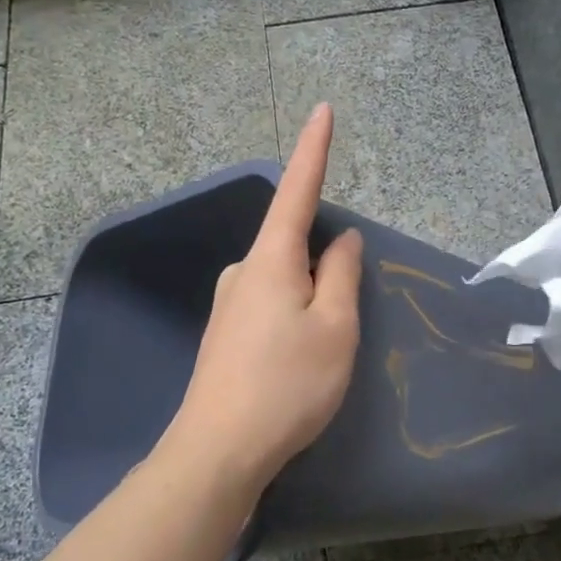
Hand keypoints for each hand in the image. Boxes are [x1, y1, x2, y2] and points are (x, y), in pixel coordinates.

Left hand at [167, 103, 363, 483]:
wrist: (218, 451)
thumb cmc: (287, 384)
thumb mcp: (334, 328)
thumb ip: (342, 276)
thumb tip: (343, 239)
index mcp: (271, 259)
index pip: (297, 190)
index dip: (314, 149)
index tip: (323, 109)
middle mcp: (243, 271)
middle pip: (293, 245)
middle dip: (324, 265)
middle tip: (342, 322)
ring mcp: (229, 304)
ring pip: (283, 281)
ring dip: (310, 298)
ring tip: (321, 352)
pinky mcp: (224, 335)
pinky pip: (270, 305)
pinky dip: (294, 317)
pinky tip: (297, 360)